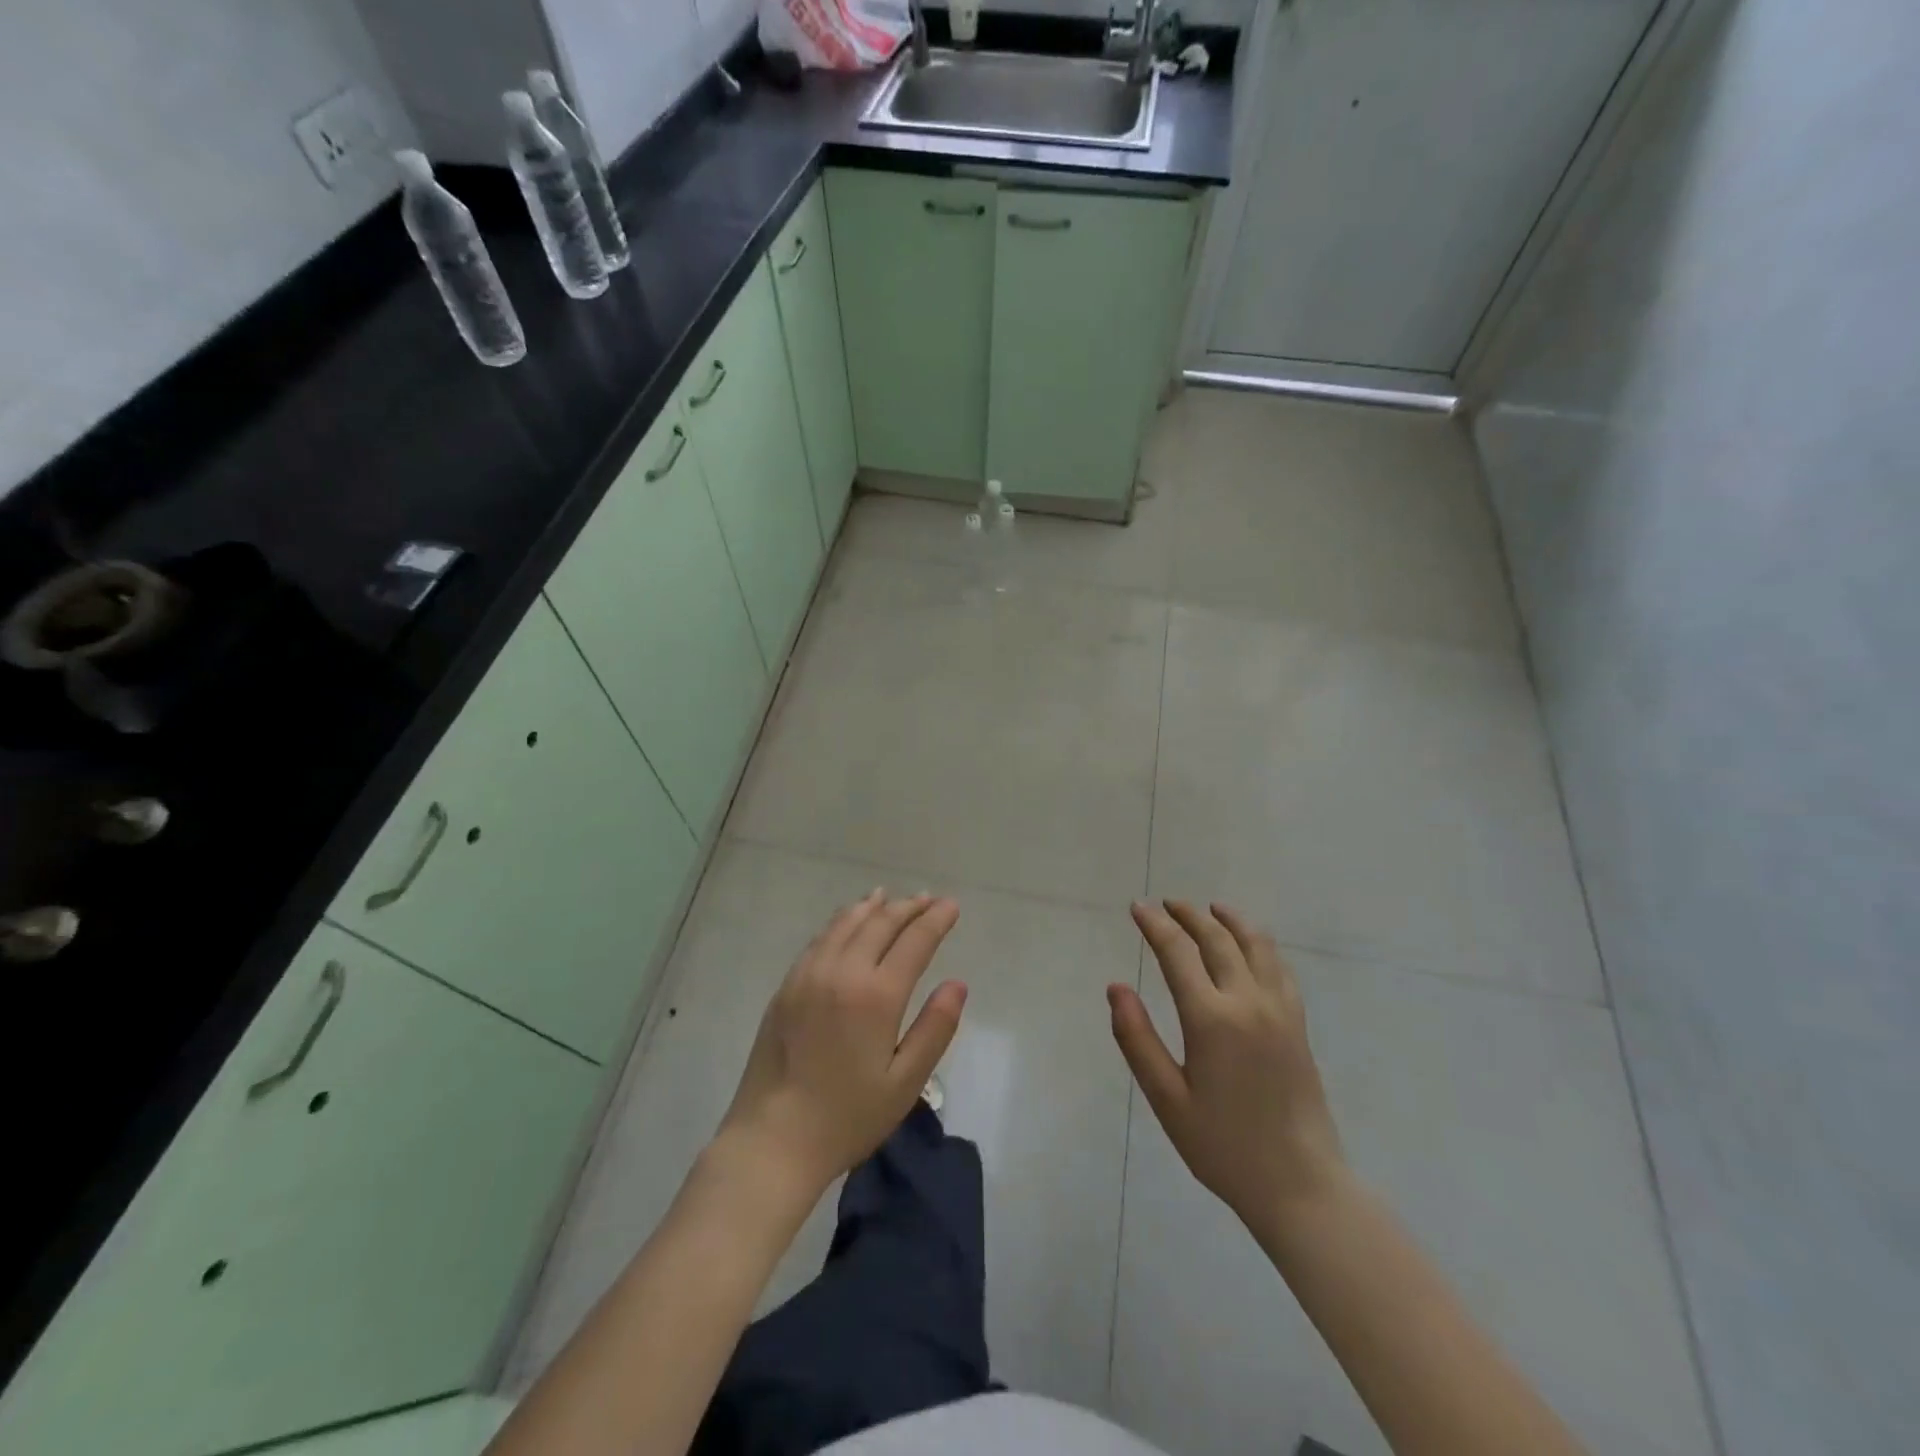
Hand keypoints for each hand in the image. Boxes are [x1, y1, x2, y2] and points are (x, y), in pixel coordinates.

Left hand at [717, 890, 966, 1198]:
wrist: (771, 1140)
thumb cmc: (846, 1118)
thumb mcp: (905, 1083)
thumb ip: (935, 1029)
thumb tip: (957, 984)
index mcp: (876, 995)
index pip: (914, 941)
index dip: (936, 920)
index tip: (951, 905)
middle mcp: (842, 972)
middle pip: (880, 924)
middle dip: (908, 908)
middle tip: (928, 899)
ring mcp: (809, 975)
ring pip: (846, 924)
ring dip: (872, 907)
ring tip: (889, 897)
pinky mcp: (786, 987)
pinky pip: (820, 939)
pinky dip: (841, 922)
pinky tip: (847, 923)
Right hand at [1110, 900, 1344, 1227]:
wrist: (1301, 1186)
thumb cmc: (1223, 1147)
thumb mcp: (1167, 1099)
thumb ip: (1137, 1039)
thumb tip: (1115, 987)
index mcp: (1211, 1019)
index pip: (1178, 953)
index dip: (1155, 925)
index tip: (1137, 907)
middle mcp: (1248, 1002)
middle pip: (1217, 939)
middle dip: (1189, 915)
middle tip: (1166, 904)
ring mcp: (1280, 1010)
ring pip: (1256, 945)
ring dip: (1229, 920)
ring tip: (1210, 908)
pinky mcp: (1298, 1024)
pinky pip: (1279, 967)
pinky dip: (1259, 943)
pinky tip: (1250, 945)